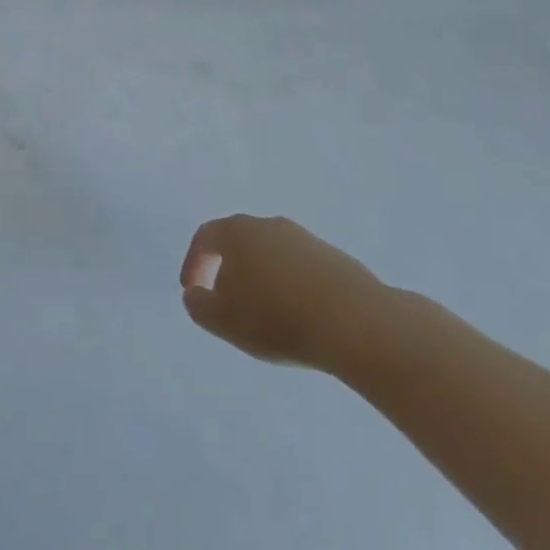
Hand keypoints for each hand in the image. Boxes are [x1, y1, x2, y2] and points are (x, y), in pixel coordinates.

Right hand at [179, 215, 385, 370]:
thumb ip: (198, 305)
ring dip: (263, 280)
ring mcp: (307, 239)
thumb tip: (197, 293)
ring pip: (272, 256)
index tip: (192, 291)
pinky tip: (299, 317)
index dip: (193, 263)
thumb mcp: (222, 320)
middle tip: (228, 303)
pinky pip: (301, 270)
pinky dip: (292, 288)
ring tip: (267, 316)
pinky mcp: (337, 259)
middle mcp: (270, 225)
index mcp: (238, 231)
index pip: (205, 237)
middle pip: (240, 242)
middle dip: (229, 271)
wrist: (356, 323)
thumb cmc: (276, 317)